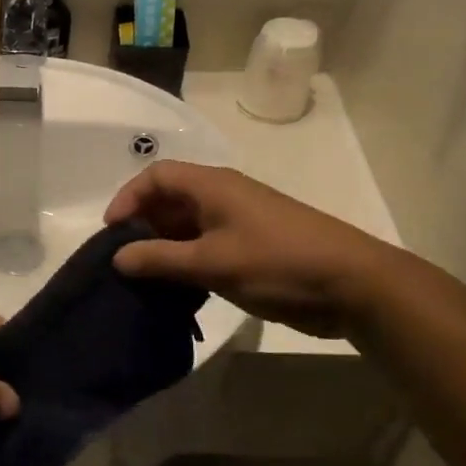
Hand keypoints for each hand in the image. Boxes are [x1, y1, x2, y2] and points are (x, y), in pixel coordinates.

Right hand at [104, 161, 397, 338]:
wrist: (353, 285)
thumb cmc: (278, 264)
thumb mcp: (212, 263)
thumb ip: (160, 259)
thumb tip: (118, 258)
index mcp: (213, 186)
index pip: (157, 176)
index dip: (128, 198)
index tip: (111, 233)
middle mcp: (223, 196)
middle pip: (169, 199)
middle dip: (142, 225)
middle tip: (124, 260)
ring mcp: (240, 221)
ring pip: (187, 225)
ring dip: (163, 247)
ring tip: (145, 278)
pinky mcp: (252, 246)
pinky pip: (206, 245)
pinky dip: (186, 261)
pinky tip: (177, 289)